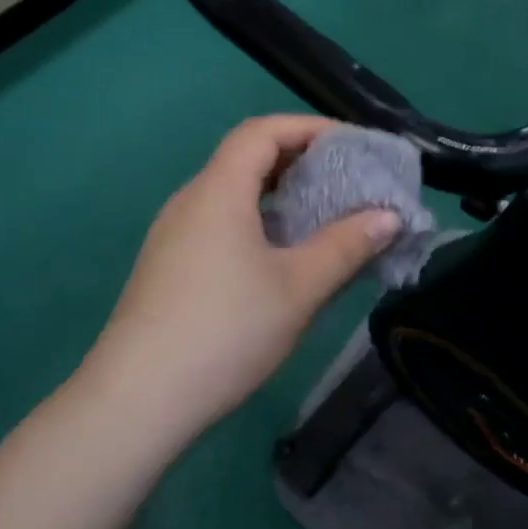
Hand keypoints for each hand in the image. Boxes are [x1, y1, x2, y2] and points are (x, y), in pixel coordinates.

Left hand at [80, 116, 400, 440]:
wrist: (138, 401)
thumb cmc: (226, 330)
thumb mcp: (299, 287)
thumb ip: (347, 245)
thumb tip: (389, 216)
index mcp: (218, 191)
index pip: (263, 131)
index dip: (310, 127)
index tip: (353, 144)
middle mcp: (190, 201)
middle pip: (246, 158)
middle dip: (300, 159)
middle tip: (346, 178)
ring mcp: (173, 236)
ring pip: (232, 194)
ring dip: (279, 194)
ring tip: (323, 214)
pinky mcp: (169, 267)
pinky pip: (220, 223)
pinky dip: (258, 221)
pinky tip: (283, 256)